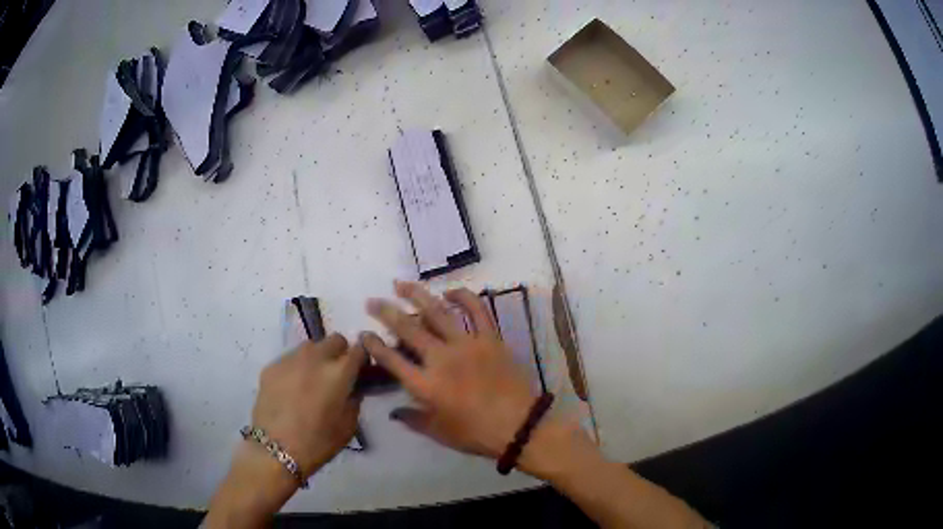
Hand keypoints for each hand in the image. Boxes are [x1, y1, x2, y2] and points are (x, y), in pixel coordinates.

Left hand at [205, 336, 363, 528]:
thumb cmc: (318, 442)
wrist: (275, 449)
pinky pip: (290, 358)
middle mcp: (316, 357)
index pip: (360, 349)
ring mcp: (291, 358)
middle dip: (340, 353)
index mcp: (339, 372)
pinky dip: (297, 368)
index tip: (360, 371)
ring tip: (312, 381)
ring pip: (311, 346)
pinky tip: (292, 389)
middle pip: (335, 339)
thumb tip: (352, 387)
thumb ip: (354, 399)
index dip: (363, 359)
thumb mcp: (349, 426)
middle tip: (337, 375)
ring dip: (318, 358)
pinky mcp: (272, 365)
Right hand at [362, 281, 537, 458]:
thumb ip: (413, 420)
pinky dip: (463, 296)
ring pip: (437, 312)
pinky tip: (449, 290)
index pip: (391, 359)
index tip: (363, 333)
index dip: (374, 345)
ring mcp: (467, 345)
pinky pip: (477, 310)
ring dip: (416, 295)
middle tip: (372, 301)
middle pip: (407, 329)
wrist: (520, 426)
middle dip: (386, 312)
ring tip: (400, 284)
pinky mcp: (490, 338)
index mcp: (425, 385)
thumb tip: (393, 412)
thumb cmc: (476, 434)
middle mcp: (441, 359)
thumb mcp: (439, 433)